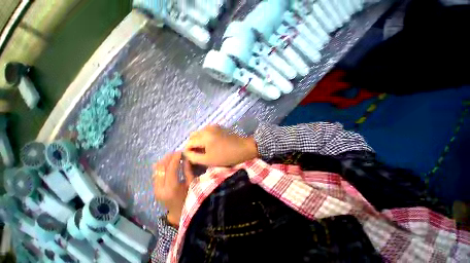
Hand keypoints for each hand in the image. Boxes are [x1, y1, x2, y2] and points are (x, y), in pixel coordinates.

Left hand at [152, 152, 193, 225]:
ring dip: (164, 161)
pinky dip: (161, 166)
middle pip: (161, 168)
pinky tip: (167, 163)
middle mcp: (160, 188)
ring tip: (172, 156)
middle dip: (168, 158)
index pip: (171, 169)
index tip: (180, 151)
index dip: (175, 159)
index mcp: (171, 188)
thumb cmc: (188, 198)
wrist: (178, 213)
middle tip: (176, 152)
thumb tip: (186, 158)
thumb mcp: (191, 184)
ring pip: (156, 170)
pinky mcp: (154, 188)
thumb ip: (187, 170)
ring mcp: (155, 189)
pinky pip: (156, 174)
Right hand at [184, 125, 258, 166]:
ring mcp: (213, 126)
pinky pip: (206, 131)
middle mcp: (207, 128)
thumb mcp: (209, 160)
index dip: (188, 150)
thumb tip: (186, 153)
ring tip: (205, 149)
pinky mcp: (218, 126)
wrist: (243, 148)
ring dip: (199, 140)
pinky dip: (205, 137)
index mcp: (204, 136)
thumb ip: (194, 157)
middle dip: (193, 144)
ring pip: (199, 133)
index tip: (192, 157)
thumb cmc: (227, 156)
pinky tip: (211, 143)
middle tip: (198, 153)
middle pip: (193, 136)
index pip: (189, 142)